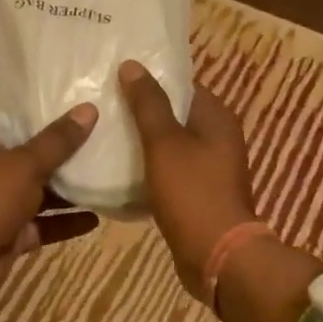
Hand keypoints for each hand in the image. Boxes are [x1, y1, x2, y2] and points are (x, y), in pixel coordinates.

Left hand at [0, 106, 100, 321]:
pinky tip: (97, 218)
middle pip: (32, 160)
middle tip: (106, 141)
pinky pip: (43, 226)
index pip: (17, 124)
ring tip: (109, 178)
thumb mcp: (24, 165)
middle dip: (65, 156)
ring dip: (69, 192)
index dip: (46, 117)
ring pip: (40, 195)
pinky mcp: (10, 237)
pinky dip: (66, 223)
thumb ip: (58, 141)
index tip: (81, 108)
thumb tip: (90, 109)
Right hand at [119, 61, 258, 296]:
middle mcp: (218, 137)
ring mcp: (209, 167)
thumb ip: (148, 104)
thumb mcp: (164, 143)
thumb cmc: (192, 193)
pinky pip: (169, 170)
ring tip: (104, 132)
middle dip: (142, 110)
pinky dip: (148, 167)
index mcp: (217, 118)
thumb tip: (133, 65)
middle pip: (175, 114)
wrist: (217, 256)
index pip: (182, 84)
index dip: (151, 79)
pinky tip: (119, 167)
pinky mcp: (198, 192)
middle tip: (103, 103)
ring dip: (142, 140)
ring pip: (170, 144)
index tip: (116, 77)